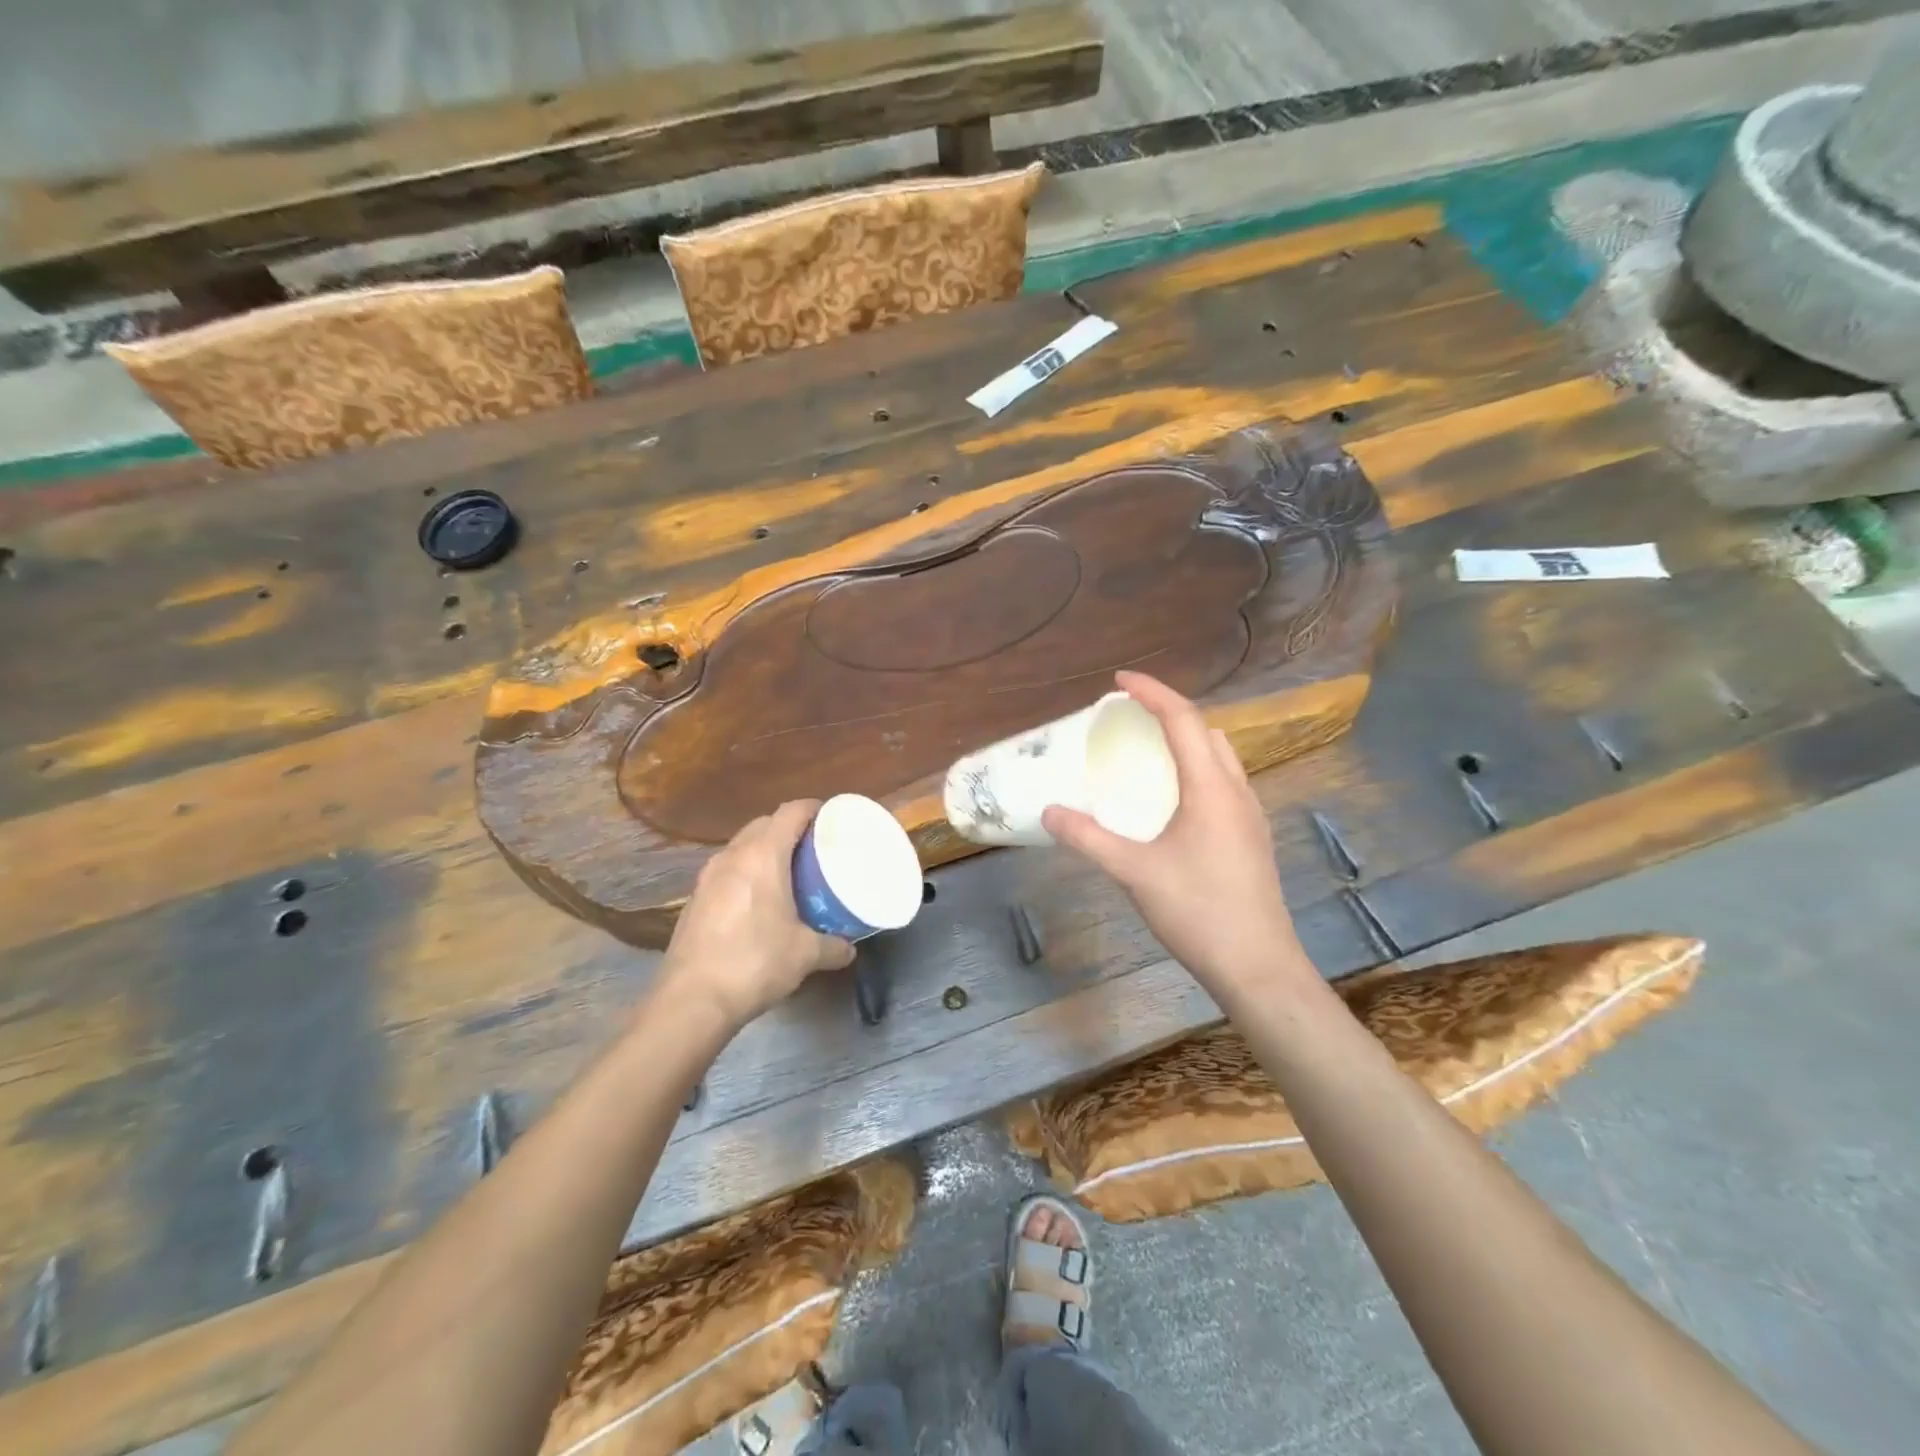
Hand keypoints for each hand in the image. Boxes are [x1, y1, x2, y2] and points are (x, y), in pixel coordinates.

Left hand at [657, 801, 855, 1028]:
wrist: (691, 1001)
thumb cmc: (755, 963)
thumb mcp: (805, 955)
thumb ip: (833, 946)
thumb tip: (849, 948)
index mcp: (762, 856)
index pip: (790, 812)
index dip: (813, 808)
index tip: (832, 816)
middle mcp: (732, 856)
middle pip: (764, 824)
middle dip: (790, 828)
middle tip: (815, 848)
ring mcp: (707, 877)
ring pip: (742, 847)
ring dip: (765, 851)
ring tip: (789, 873)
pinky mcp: (694, 900)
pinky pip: (727, 871)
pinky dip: (746, 874)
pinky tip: (758, 902)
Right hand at [1042, 672, 1314, 997]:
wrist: (1258, 967)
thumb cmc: (1198, 912)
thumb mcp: (1134, 873)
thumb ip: (1089, 838)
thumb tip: (1049, 812)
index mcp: (1211, 788)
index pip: (1183, 720)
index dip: (1152, 692)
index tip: (1120, 680)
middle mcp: (1237, 792)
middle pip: (1206, 731)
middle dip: (1169, 712)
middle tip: (1130, 716)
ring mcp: (1250, 815)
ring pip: (1220, 757)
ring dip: (1186, 741)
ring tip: (1148, 751)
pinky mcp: (1251, 838)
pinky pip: (1223, 783)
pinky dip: (1196, 770)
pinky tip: (1172, 800)